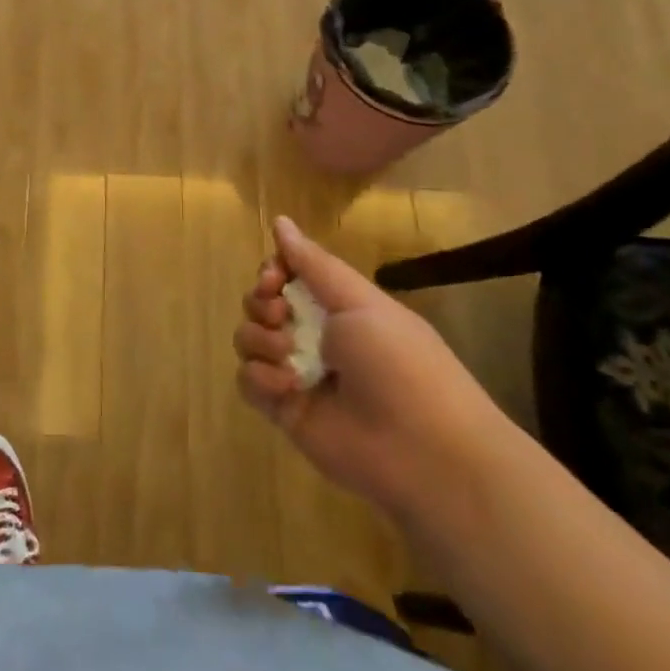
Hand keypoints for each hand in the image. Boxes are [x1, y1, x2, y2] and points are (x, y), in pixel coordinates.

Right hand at [233, 216, 503, 518]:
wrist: (422, 450)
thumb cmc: (399, 363)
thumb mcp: (361, 302)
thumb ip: (313, 264)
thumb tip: (279, 220)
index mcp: (337, 307)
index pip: (286, 275)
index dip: (271, 271)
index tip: (273, 278)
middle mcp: (313, 336)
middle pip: (260, 304)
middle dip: (261, 303)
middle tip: (280, 316)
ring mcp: (296, 373)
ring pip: (248, 339)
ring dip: (260, 340)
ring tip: (289, 356)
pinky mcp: (283, 409)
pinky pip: (247, 380)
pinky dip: (260, 378)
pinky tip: (287, 387)